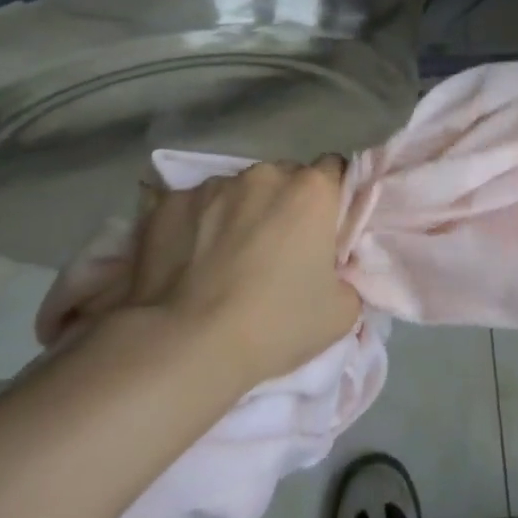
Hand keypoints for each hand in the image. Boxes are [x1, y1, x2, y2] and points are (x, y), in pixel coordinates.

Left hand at [121, 161, 360, 382]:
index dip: (331, 198)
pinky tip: (188, 262)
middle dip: (284, 204)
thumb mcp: (341, 312)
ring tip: (225, 258)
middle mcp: (264, 175)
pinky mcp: (169, 204)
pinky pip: (193, 207)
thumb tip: (335, 272)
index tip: (324, 228)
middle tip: (276, 249)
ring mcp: (212, 186)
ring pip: (237, 191)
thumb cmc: (274, 325)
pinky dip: (197, 226)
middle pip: (283, 177)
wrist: (185, 347)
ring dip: (240, 213)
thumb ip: (348, 276)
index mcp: (311, 191)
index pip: (334, 169)